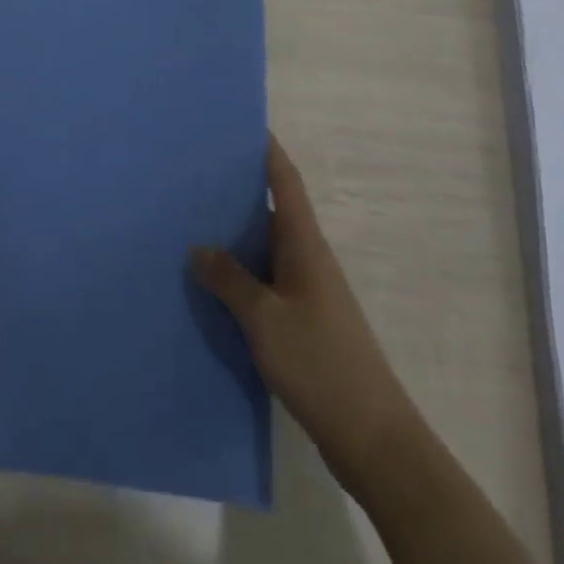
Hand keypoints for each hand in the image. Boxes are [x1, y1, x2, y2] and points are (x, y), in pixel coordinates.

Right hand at [193, 136, 417, 493]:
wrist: (372, 438)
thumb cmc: (320, 365)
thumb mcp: (265, 319)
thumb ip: (230, 280)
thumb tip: (198, 247)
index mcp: (306, 246)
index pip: (287, 183)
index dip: (268, 151)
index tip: (243, 124)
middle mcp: (309, 260)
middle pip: (273, 211)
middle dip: (240, 189)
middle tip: (196, 173)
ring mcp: (308, 293)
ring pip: (266, 249)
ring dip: (236, 234)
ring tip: (191, 220)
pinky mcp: (303, 323)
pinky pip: (265, 281)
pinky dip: (240, 274)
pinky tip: (212, 283)